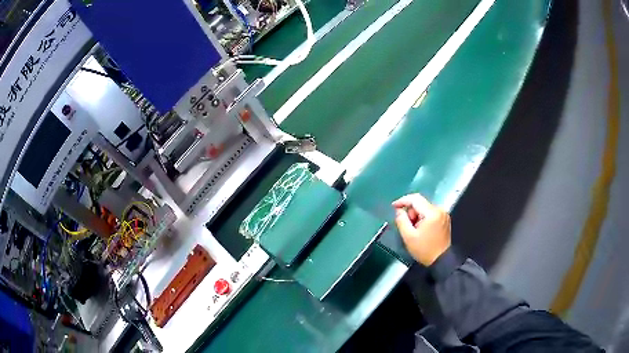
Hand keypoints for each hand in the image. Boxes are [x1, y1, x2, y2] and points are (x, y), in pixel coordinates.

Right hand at [392, 194, 450, 265]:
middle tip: (408, 226)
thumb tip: (399, 210)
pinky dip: (423, 218)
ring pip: (424, 208)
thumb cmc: (425, 250)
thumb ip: (401, 220)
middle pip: (420, 203)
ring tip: (415, 230)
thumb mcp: (408, 236)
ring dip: (417, 216)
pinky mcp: (444, 218)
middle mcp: (440, 210)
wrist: (441, 260)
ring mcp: (443, 214)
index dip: (403, 201)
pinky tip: (422, 229)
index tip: (394, 206)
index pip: (415, 199)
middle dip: (411, 212)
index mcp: (432, 213)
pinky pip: (430, 212)